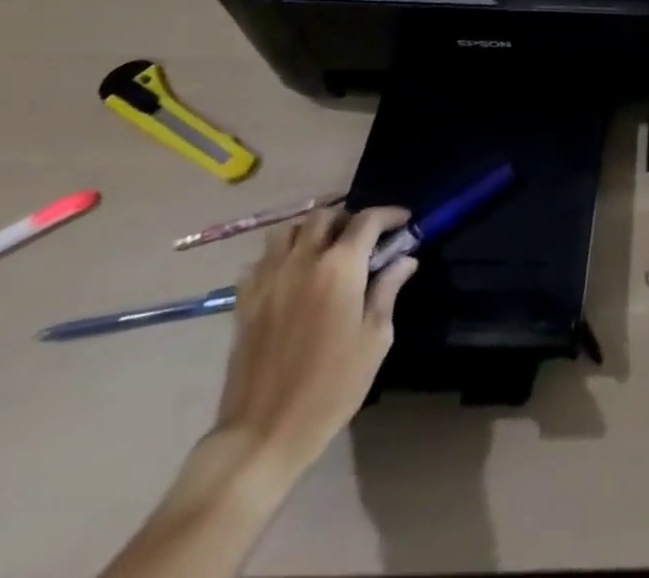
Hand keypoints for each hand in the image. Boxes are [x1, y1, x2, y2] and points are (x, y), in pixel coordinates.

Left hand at [214, 206, 418, 477]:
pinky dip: (280, 256)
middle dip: (349, 219)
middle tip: (364, 238)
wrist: (262, 434)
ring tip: (326, 249)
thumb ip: (388, 290)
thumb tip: (404, 259)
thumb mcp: (375, 338)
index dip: (390, 214)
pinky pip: (261, 261)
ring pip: (287, 230)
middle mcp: (302, 262)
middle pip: (324, 216)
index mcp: (340, 268)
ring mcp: (268, 281)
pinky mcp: (244, 303)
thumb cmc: (331, 387)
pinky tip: (293, 275)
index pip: (368, 220)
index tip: (404, 222)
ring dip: (310, 230)